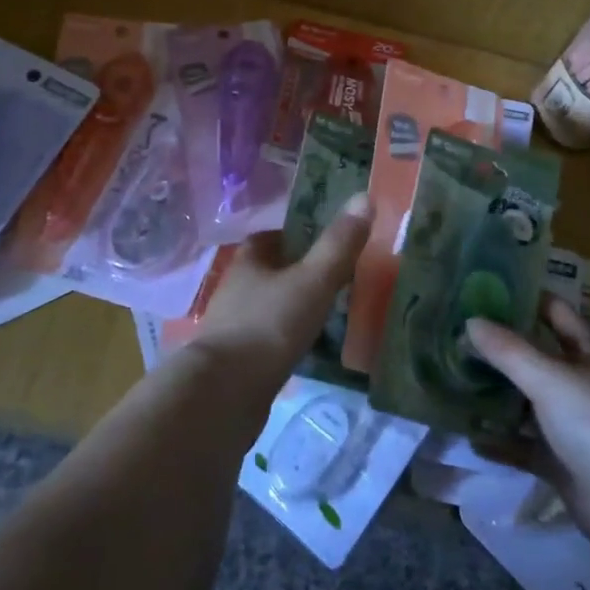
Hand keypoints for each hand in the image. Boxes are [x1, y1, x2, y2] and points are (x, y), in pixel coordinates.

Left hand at [192, 194, 373, 375]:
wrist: (224, 393)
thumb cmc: (270, 325)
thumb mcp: (313, 280)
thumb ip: (339, 244)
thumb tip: (364, 196)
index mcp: (248, 261)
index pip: (269, 237)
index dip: (294, 236)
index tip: (323, 242)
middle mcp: (234, 288)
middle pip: (267, 272)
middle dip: (295, 272)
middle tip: (332, 278)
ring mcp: (231, 326)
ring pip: (265, 306)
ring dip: (289, 307)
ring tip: (324, 314)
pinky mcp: (233, 360)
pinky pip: (263, 339)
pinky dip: (282, 339)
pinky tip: (303, 348)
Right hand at [468, 296, 589, 550]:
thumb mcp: (550, 378)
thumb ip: (508, 351)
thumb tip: (470, 321)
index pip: (558, 314)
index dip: (528, 299)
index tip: (487, 290)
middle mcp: (584, 385)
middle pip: (540, 358)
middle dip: (504, 350)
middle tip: (459, 337)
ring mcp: (576, 427)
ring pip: (530, 404)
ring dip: (499, 396)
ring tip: (456, 383)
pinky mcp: (565, 464)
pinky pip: (527, 447)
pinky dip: (503, 443)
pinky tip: (472, 438)